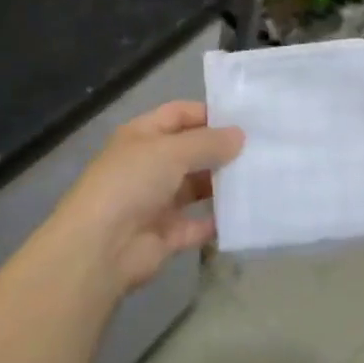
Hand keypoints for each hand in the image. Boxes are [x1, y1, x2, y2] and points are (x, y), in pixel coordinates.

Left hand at [50, 102, 243, 293]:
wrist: (101, 248)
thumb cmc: (132, 183)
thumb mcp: (171, 151)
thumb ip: (208, 143)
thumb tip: (240, 135)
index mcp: (142, 136)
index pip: (178, 114)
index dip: (208, 114)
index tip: (245, 119)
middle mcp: (149, 165)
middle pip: (190, 151)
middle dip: (221, 150)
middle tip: (263, 149)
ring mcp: (157, 201)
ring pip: (196, 187)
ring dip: (222, 184)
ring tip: (261, 178)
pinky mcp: (166, 234)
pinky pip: (198, 224)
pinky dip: (218, 221)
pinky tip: (246, 213)